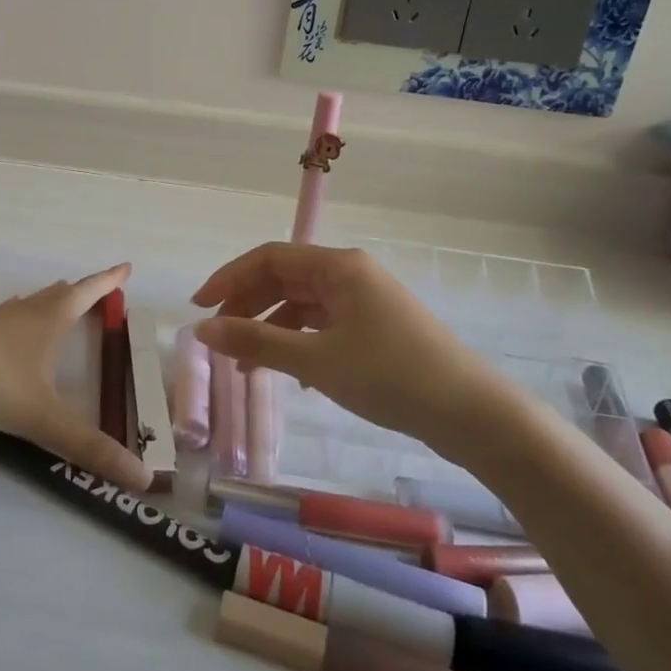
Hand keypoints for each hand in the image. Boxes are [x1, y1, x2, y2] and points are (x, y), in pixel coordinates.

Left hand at [0, 262, 153, 491]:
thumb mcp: (44, 417)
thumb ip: (89, 447)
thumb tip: (142, 478)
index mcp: (51, 320)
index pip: (88, 293)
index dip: (109, 281)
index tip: (126, 267)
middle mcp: (27, 313)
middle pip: (60, 295)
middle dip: (81, 291)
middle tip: (97, 290)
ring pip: (30, 304)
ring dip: (49, 301)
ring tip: (58, 300)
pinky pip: (4, 320)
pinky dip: (17, 318)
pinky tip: (8, 326)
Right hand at [191, 243, 498, 441]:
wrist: (471, 413)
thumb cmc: (390, 376)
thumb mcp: (316, 360)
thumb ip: (257, 341)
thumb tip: (202, 329)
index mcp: (338, 266)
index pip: (270, 258)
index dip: (229, 277)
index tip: (199, 307)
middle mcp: (351, 273)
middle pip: (285, 279)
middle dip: (248, 305)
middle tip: (218, 337)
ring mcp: (366, 300)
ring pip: (304, 304)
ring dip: (271, 328)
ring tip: (246, 364)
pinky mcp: (377, 327)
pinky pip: (324, 324)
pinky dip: (299, 342)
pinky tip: (291, 374)